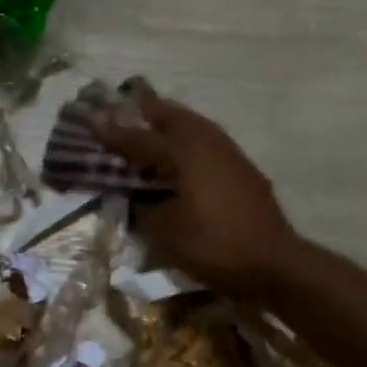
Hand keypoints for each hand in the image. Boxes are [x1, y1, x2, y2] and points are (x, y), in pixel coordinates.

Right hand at [96, 91, 298, 298]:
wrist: (273, 261)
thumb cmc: (215, 245)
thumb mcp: (167, 233)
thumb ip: (146, 211)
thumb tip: (137, 201)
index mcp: (185, 155)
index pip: (142, 140)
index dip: (116, 134)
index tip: (93, 122)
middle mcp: (208, 145)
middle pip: (175, 118)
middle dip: (150, 111)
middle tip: (128, 105)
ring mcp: (230, 155)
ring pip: (197, 126)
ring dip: (173, 120)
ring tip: (156, 120)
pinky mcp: (244, 170)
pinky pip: (210, 141)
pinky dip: (191, 137)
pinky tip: (186, 150)